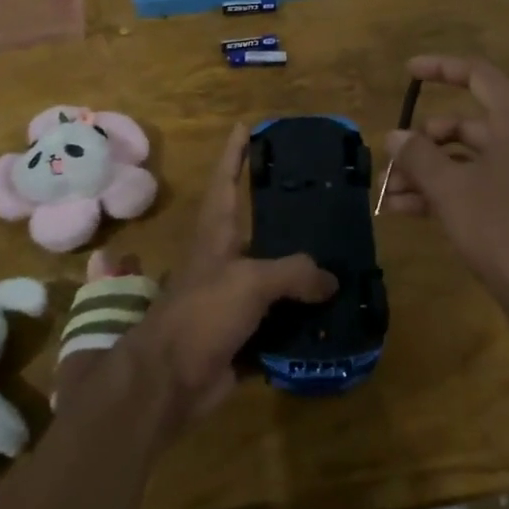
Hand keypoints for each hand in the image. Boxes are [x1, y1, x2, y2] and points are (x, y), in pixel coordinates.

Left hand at [54, 124, 335, 432]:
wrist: (169, 381)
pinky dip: (301, 320)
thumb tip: (330, 280)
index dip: (235, 154)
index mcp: (216, 235)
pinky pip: (279, 321)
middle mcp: (223, 261)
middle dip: (282, 215)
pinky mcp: (241, 335)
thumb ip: (293, 273)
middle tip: (320, 200)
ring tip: (339, 259)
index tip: (247, 127)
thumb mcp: (249, 281)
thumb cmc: (202, 314)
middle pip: (255, 229)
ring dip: (300, 273)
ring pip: (272, 278)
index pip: (226, 182)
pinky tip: (332, 316)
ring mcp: (230, 299)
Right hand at [380, 55, 508, 315]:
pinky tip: (402, 210)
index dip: (441, 68)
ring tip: (386, 192)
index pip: (477, 76)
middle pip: (461, 124)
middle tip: (389, 160)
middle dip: (421, 141)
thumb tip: (395, 136)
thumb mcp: (451, 188)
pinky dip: (436, 193)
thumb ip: (418, 156)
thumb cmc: (502, 227)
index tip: (407, 73)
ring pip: (459, 160)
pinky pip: (465, 188)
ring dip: (422, 171)